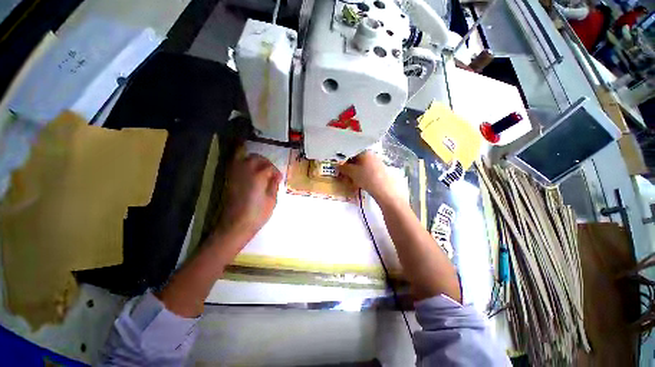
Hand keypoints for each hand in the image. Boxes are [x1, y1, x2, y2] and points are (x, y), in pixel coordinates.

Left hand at [217, 154, 281, 240]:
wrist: (235, 225)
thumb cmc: (257, 215)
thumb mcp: (272, 201)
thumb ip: (274, 186)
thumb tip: (275, 178)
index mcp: (258, 176)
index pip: (269, 167)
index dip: (276, 172)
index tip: (279, 179)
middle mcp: (245, 171)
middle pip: (255, 158)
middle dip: (265, 162)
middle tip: (271, 172)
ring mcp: (235, 175)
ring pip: (244, 159)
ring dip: (254, 161)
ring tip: (261, 170)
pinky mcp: (229, 180)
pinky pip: (236, 166)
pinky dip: (244, 165)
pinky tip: (250, 174)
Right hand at [339, 151, 395, 201]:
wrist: (385, 189)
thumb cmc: (367, 177)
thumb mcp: (352, 172)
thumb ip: (343, 168)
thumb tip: (336, 165)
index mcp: (364, 151)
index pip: (350, 151)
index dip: (343, 158)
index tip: (338, 165)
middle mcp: (371, 154)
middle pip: (356, 157)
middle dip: (349, 164)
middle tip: (343, 172)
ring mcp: (377, 161)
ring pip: (362, 164)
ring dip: (355, 169)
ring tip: (350, 177)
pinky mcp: (380, 169)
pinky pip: (367, 169)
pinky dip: (362, 173)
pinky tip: (359, 180)